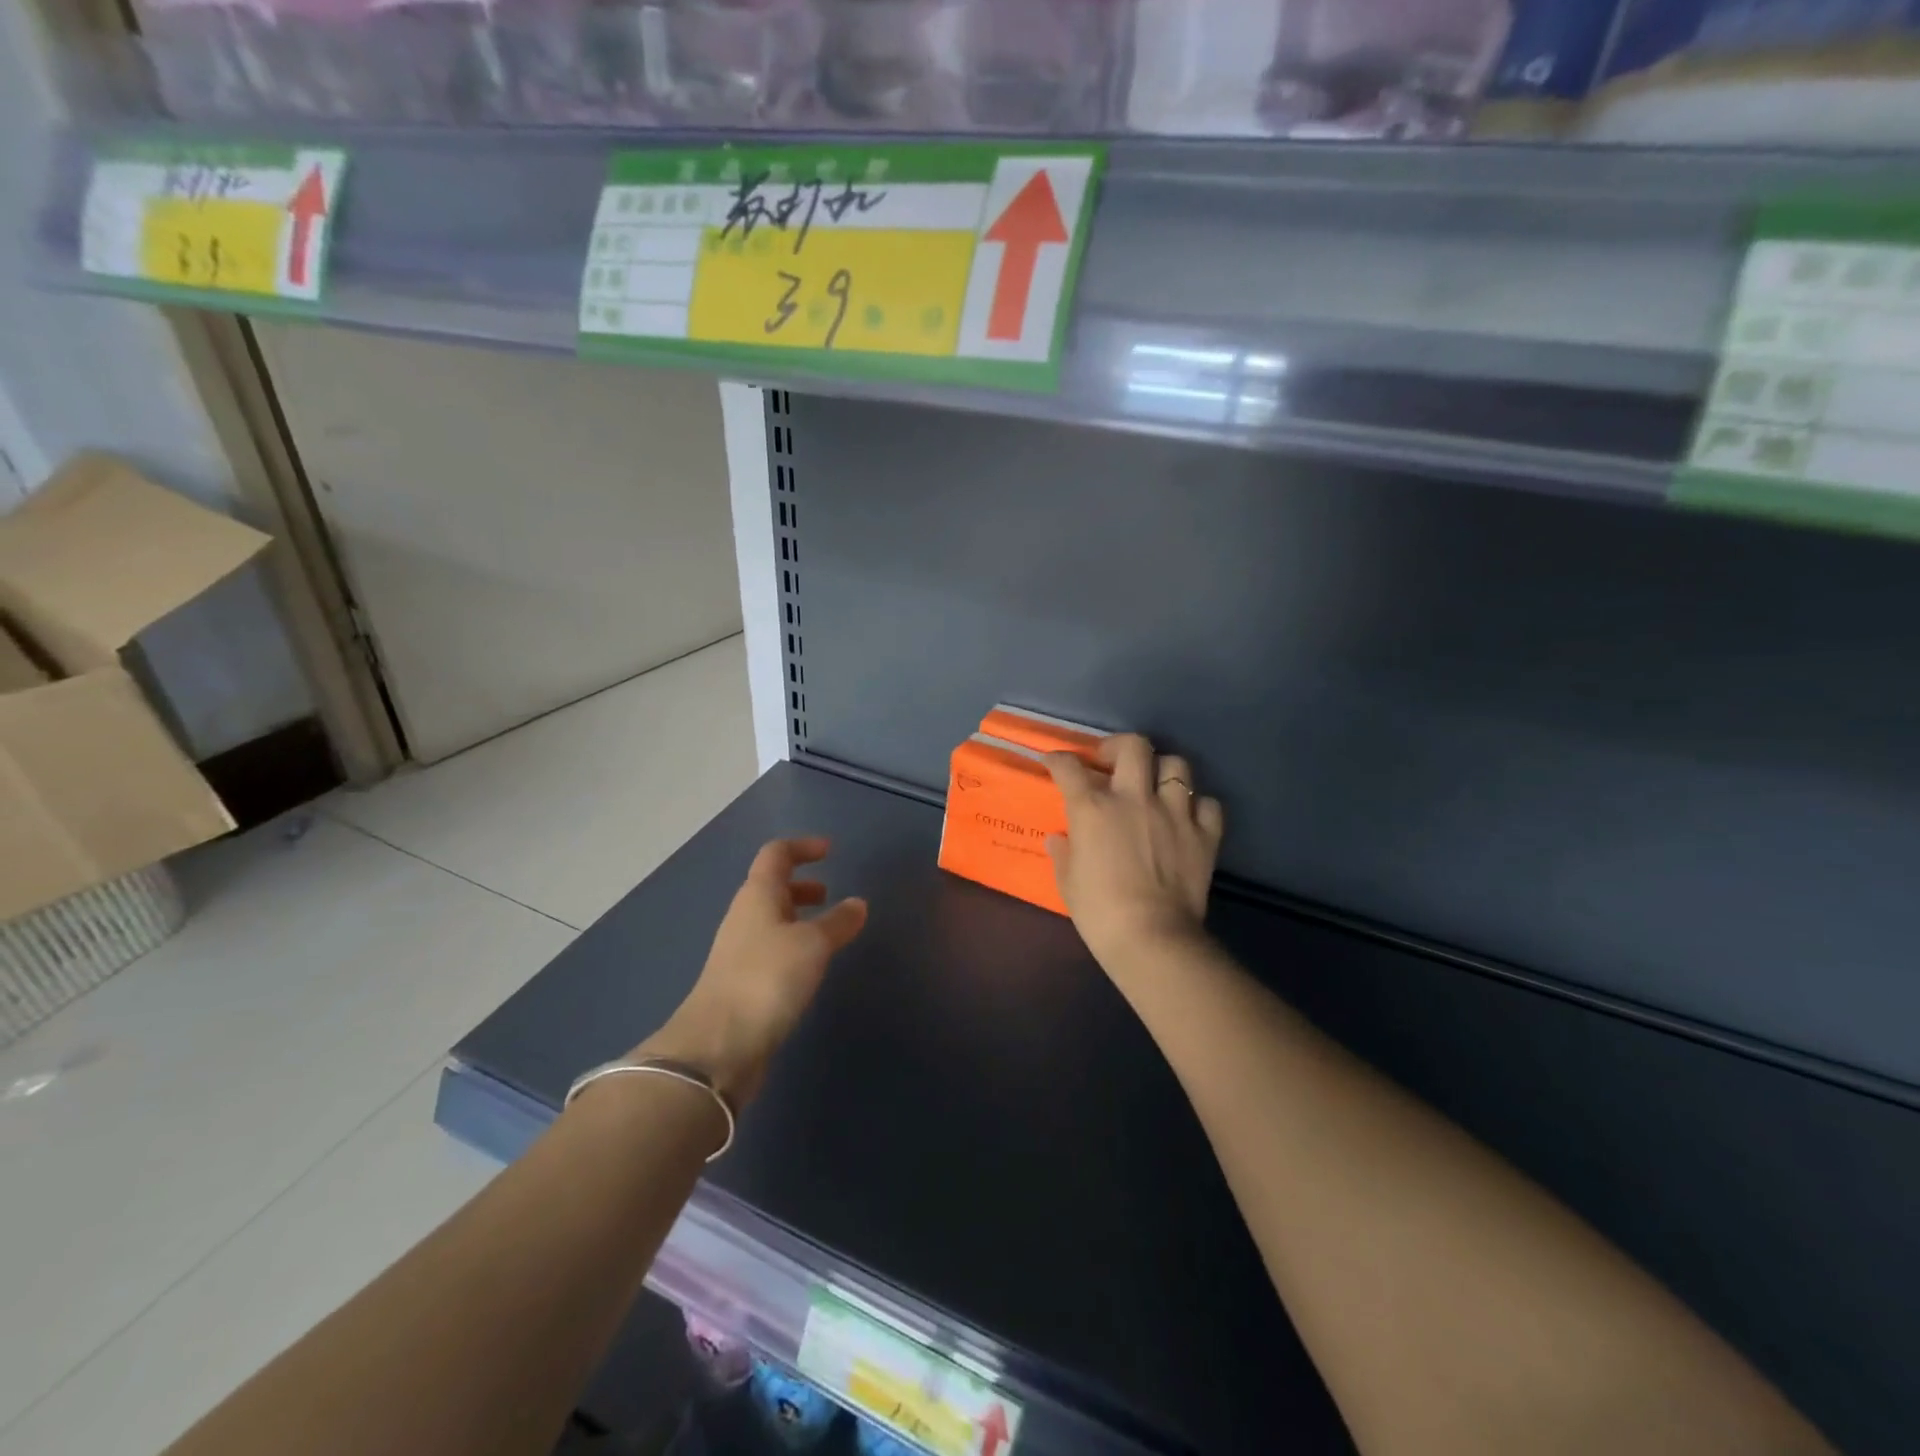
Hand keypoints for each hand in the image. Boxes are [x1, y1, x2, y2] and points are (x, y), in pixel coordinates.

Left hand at [639, 837, 866, 1105]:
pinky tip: (811, 966)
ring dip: (798, 916)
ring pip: (771, 920)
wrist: (719, 1046)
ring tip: (827, 931)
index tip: (830, 851)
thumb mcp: (813, 944)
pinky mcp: (742, 983)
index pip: (776, 854)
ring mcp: (739, 951)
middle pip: (771, 887)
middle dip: (801, 885)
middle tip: (829, 894)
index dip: (802, 847)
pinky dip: (794, 945)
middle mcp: (744, 917)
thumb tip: (858, 903)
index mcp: (757, 895)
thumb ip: (838, 921)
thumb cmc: (768, 978)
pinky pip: (771, 948)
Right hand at [1045, 735, 1223, 973]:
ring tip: (1153, 785)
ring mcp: (1175, 813)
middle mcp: (1135, 799)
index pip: (1070, 768)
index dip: (1059, 759)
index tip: (1055, 762)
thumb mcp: (1068, 883)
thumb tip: (1060, 839)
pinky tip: (1186, 818)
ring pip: (1176, 766)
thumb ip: (1064, 853)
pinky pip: (1207, 804)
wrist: (1152, 939)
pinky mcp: (1205, 835)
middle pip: (1133, 746)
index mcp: (1094, 809)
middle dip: (1118, 746)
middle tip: (1110, 762)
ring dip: (1162, 770)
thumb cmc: (1100, 912)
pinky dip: (1197, 807)